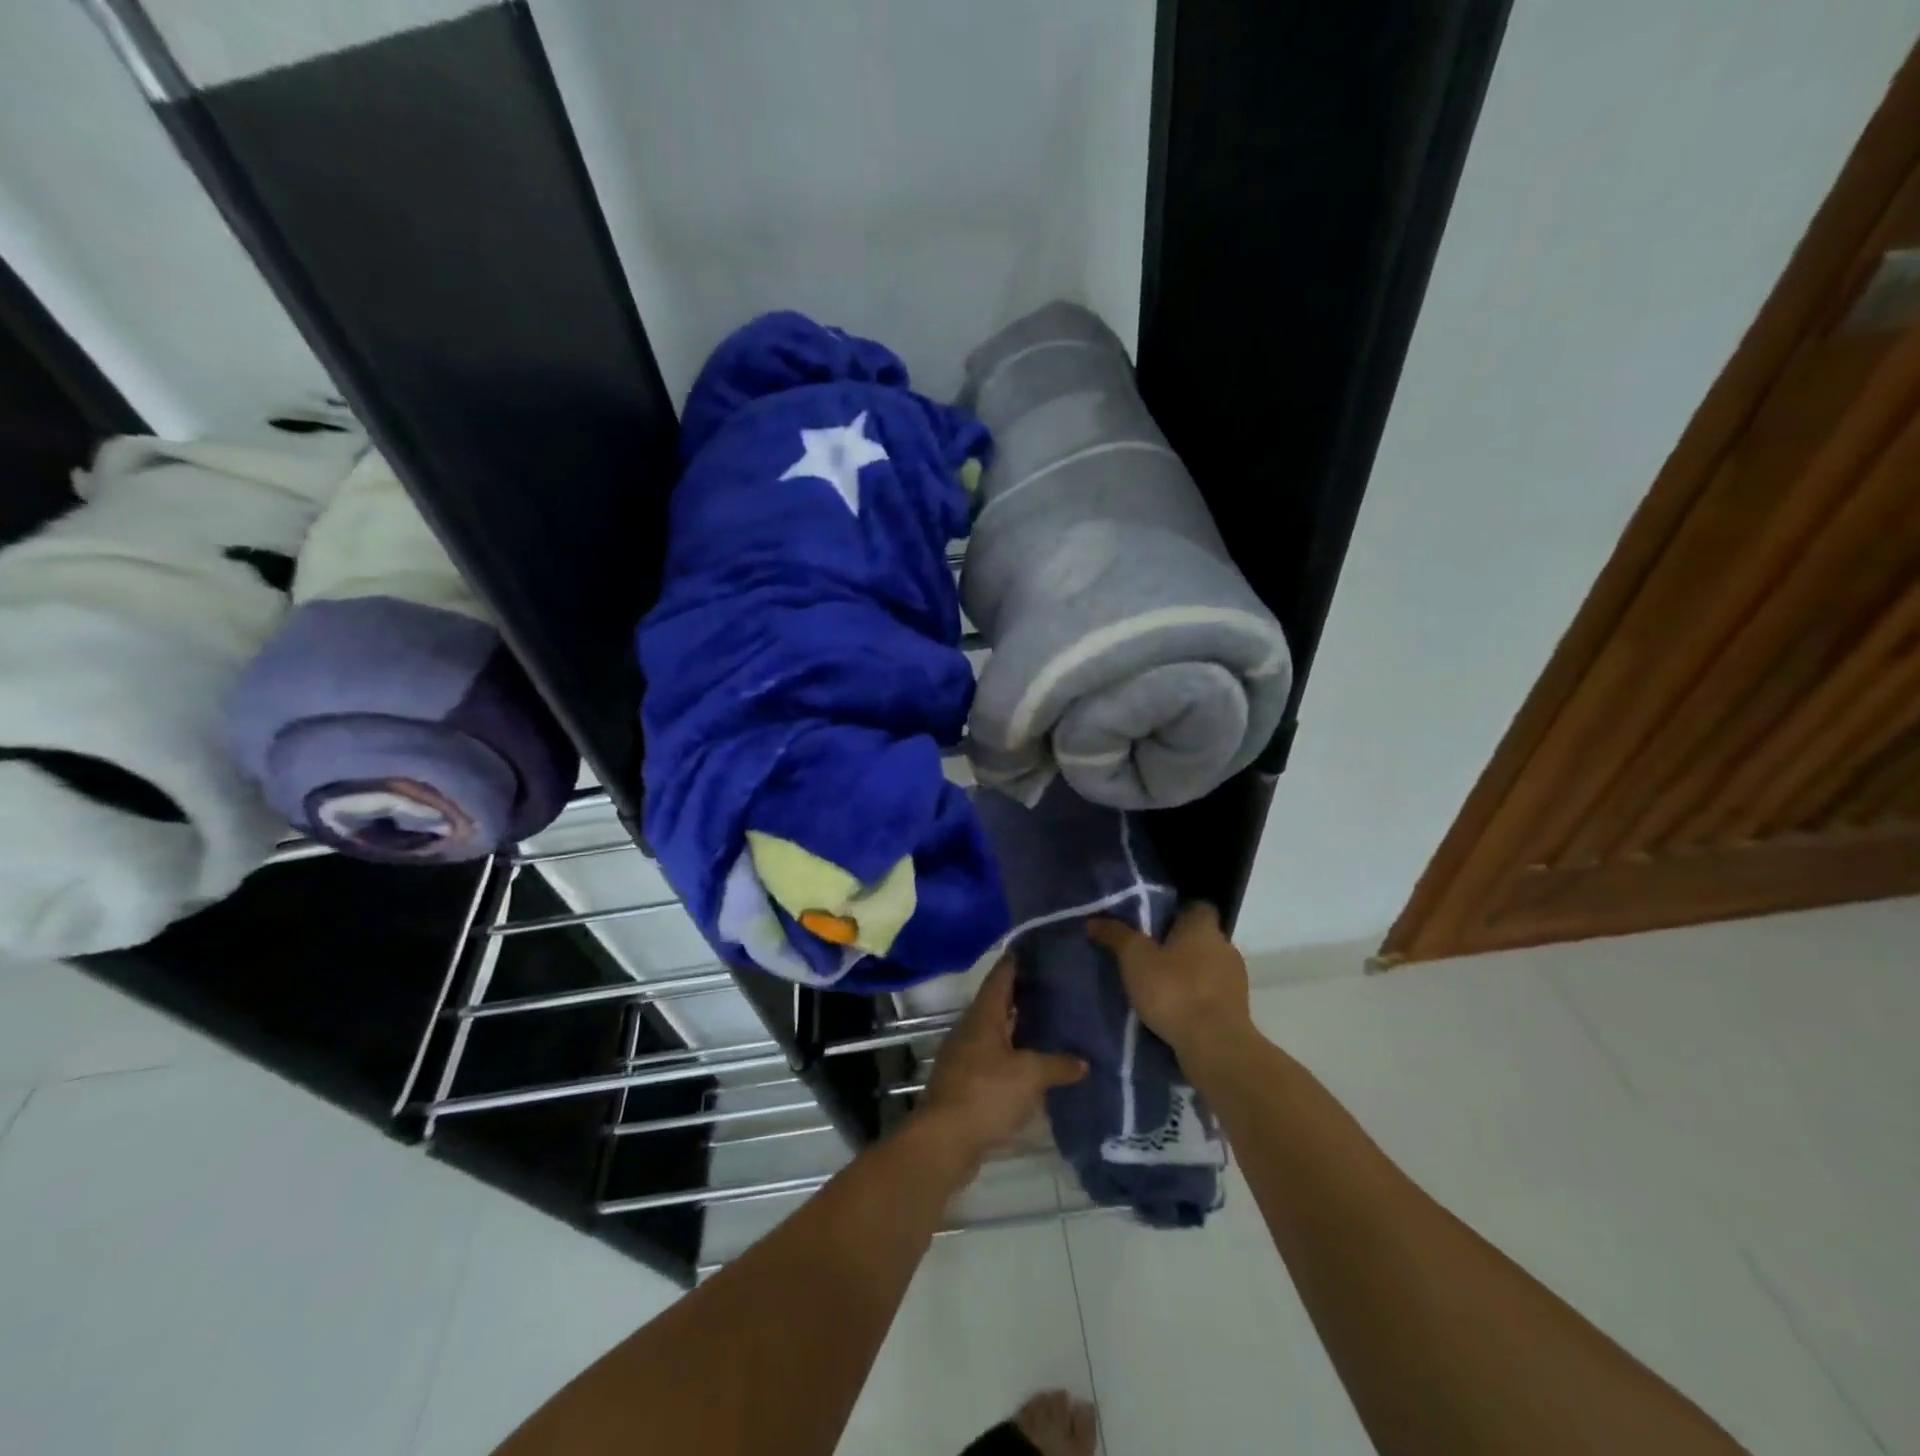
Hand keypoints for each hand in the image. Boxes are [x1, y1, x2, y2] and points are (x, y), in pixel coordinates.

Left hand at [916, 957, 1086, 1165]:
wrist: (944, 1141)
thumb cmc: (986, 1094)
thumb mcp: (1030, 1076)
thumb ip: (1058, 1064)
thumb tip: (1084, 1062)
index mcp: (983, 1016)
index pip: (1000, 977)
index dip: (1015, 962)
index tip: (1034, 949)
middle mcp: (970, 1029)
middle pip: (998, 1003)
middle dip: (1022, 995)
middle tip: (1054, 987)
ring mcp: (964, 1056)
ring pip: (995, 1032)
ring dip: (1018, 1028)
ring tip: (1050, 1024)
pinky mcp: (965, 1082)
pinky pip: (993, 1059)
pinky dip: (1012, 1056)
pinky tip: (1033, 1065)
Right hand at [1088, 903, 1251, 1060]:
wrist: (1214, 1045)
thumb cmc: (1174, 989)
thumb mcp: (1134, 958)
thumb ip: (1116, 935)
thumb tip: (1093, 920)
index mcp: (1203, 927)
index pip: (1196, 907)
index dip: (1176, 912)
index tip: (1153, 923)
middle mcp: (1225, 946)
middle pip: (1200, 938)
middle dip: (1178, 945)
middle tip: (1148, 955)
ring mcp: (1235, 980)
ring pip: (1207, 967)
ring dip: (1188, 974)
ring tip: (1158, 986)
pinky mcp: (1237, 1010)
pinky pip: (1212, 994)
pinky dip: (1196, 998)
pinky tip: (1174, 1010)